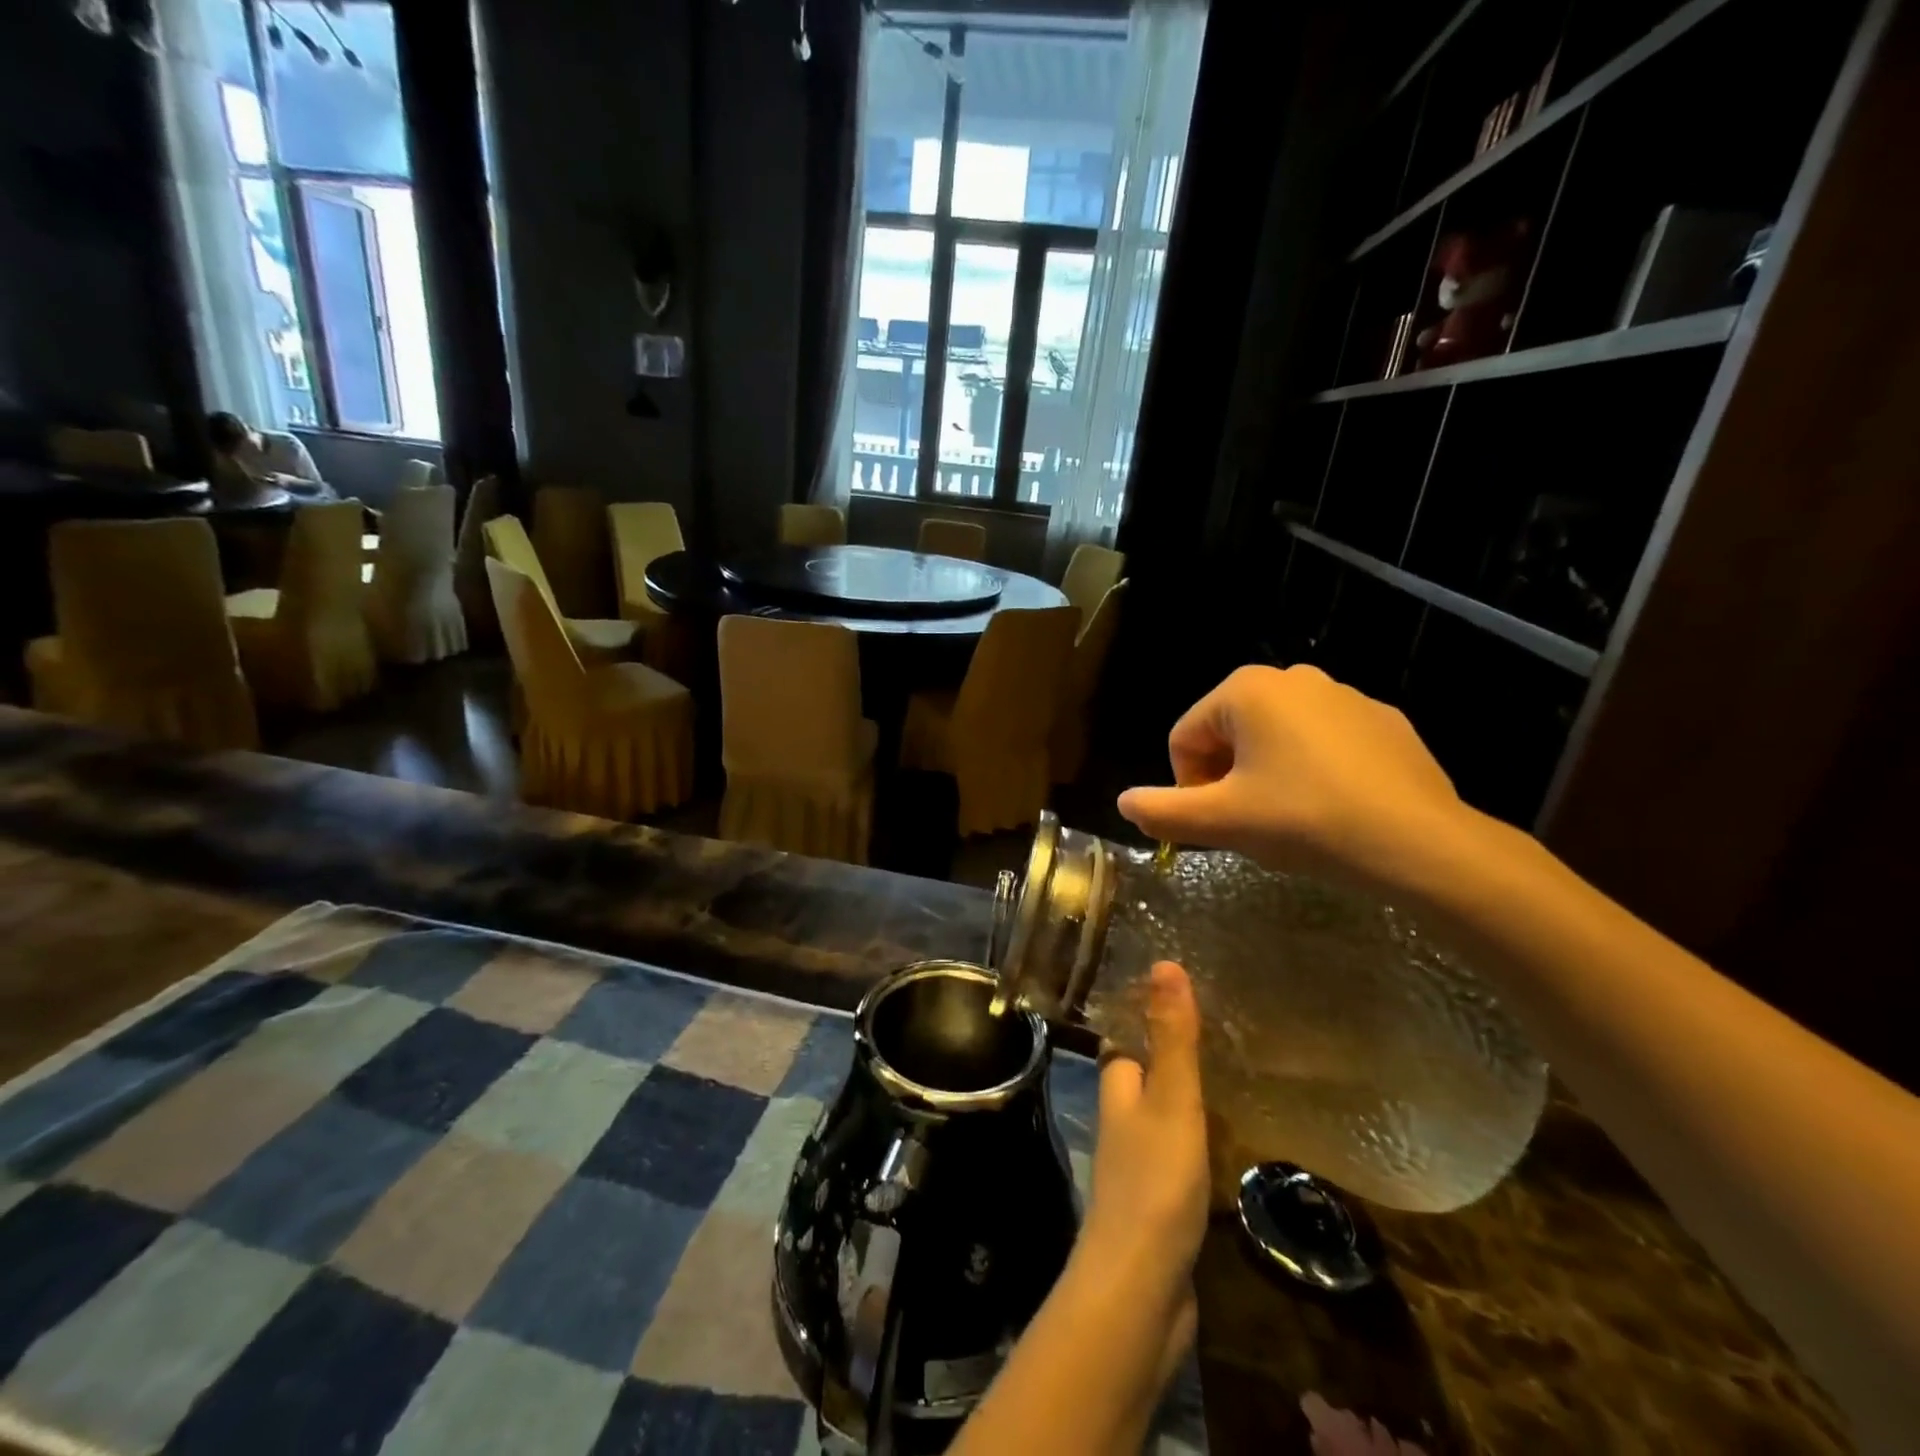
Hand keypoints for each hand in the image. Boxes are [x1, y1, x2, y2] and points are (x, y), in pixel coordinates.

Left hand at [1085, 963, 1209, 1291]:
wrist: (1141, 1287)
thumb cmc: (1154, 1181)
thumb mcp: (1171, 1099)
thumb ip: (1172, 1037)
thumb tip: (1165, 964)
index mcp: (1117, 1086)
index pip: (1126, 1035)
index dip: (1148, 1011)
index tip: (1184, 987)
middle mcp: (1122, 1117)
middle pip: (1147, 1072)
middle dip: (1176, 1052)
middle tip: (1227, 1029)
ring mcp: (1140, 1160)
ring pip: (1166, 1112)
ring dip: (1193, 1095)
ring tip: (1240, 1072)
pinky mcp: (1162, 1198)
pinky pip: (1184, 1153)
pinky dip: (1204, 1138)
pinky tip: (1235, 1139)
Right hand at [1116, 664, 1471, 896]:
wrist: (1418, 843)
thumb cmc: (1304, 820)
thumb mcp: (1221, 821)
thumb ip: (1162, 810)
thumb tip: (1124, 803)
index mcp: (1246, 690)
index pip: (1184, 738)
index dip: (1188, 786)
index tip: (1215, 824)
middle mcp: (1293, 677)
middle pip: (1228, 733)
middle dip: (1226, 778)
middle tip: (1249, 824)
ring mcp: (1344, 695)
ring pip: (1276, 738)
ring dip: (1266, 775)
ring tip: (1291, 819)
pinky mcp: (1383, 721)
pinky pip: (1324, 743)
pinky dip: (1313, 771)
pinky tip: (1333, 809)